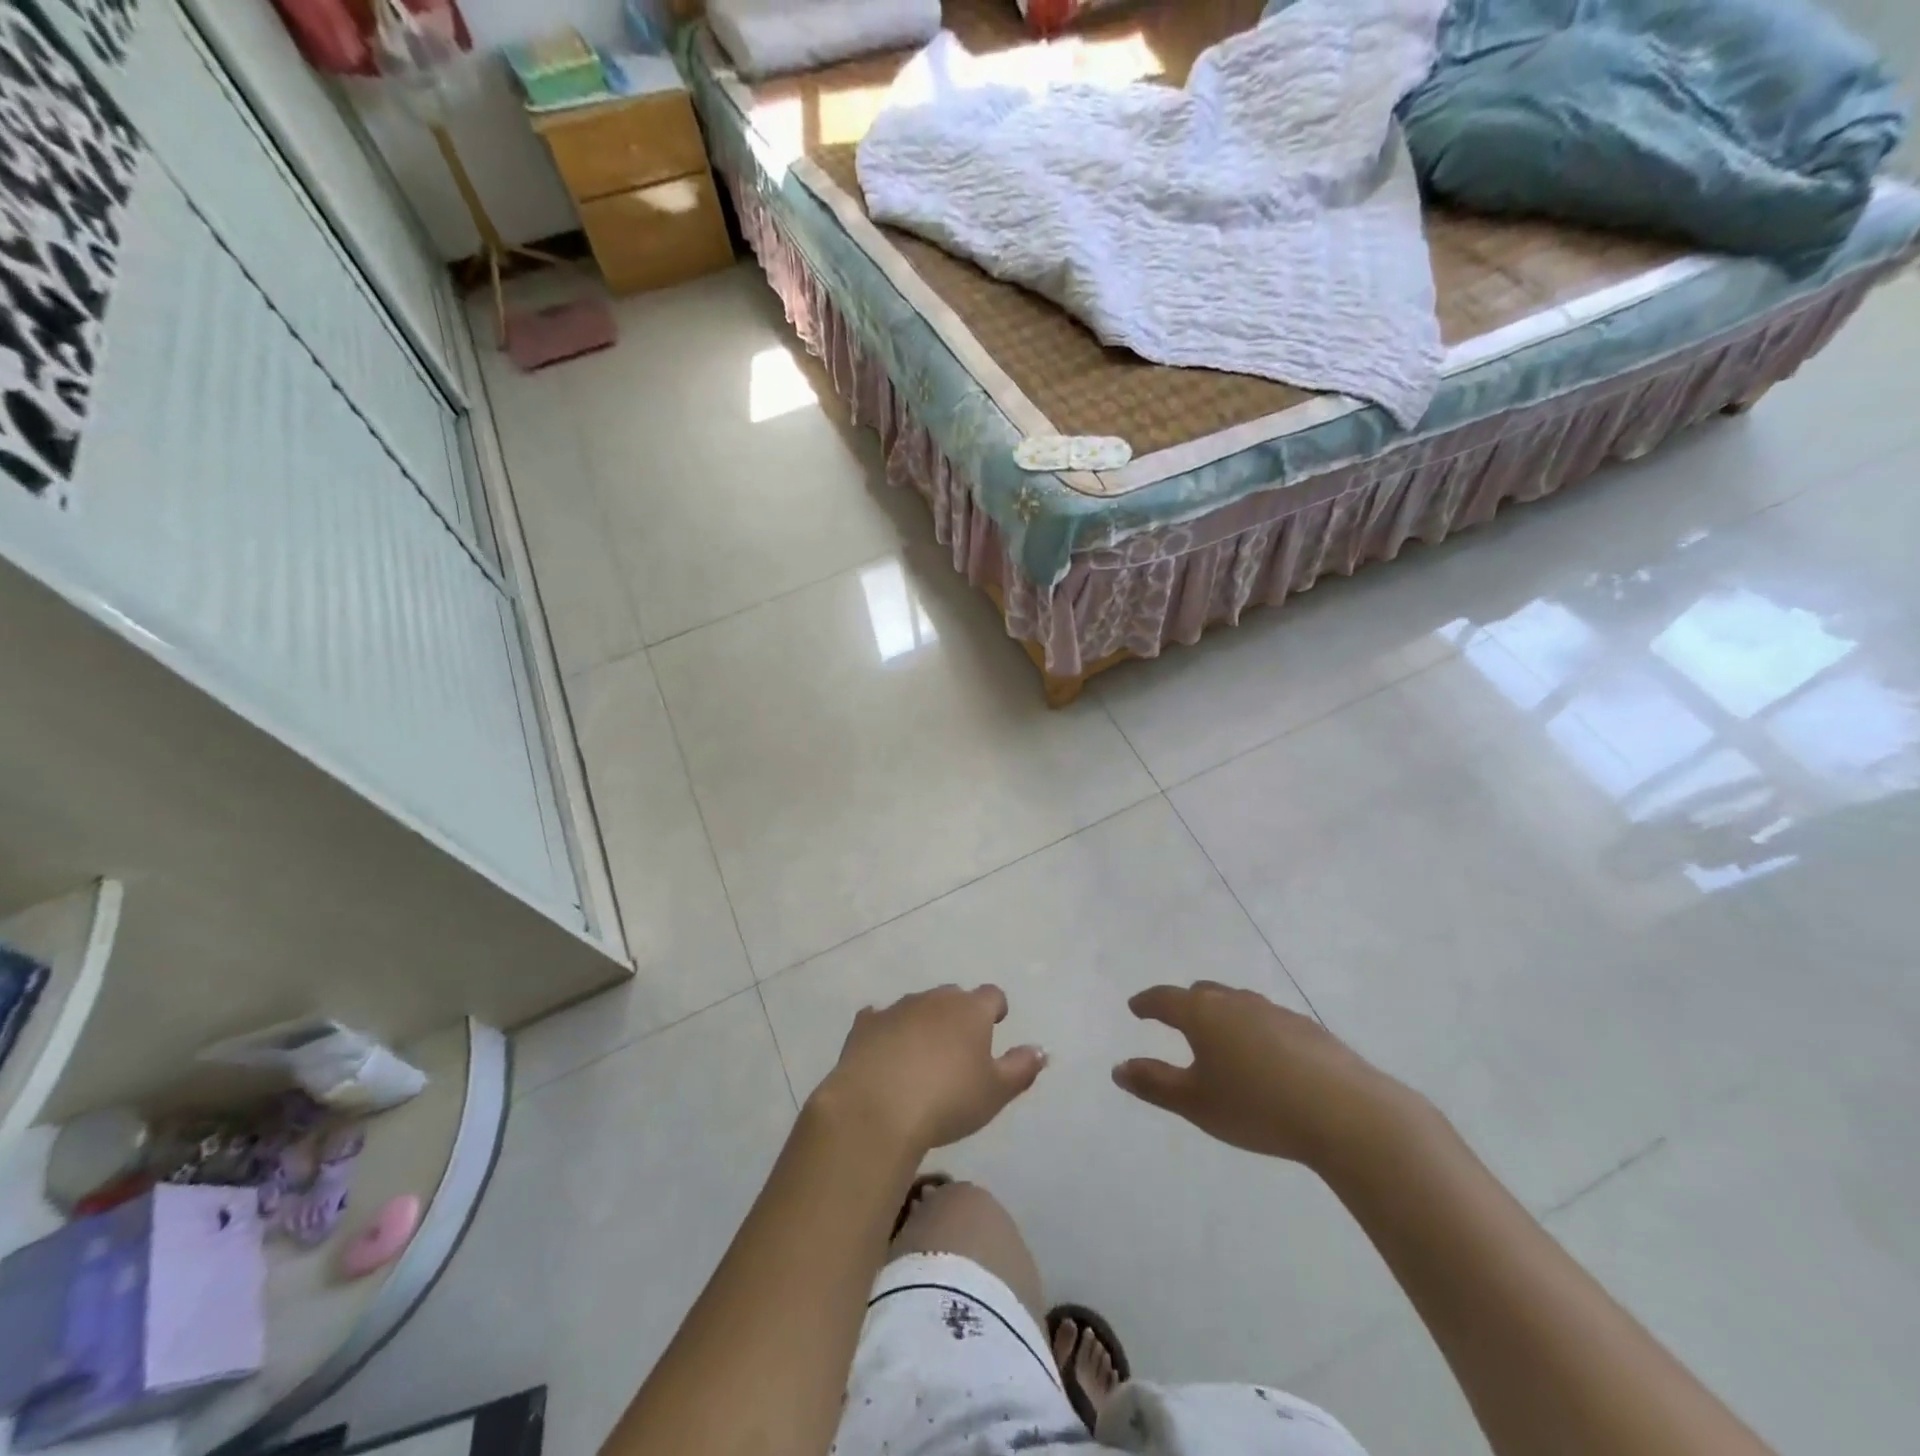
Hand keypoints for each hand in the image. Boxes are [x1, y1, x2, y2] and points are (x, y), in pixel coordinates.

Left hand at [813, 985, 1046, 1152]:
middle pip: (953, 997)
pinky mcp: (865, 1025)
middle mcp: (934, 1000)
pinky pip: (880, 1019)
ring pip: (917, 1006)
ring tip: (922, 1057)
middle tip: (959, 1048)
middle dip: (958, 1015)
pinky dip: (886, 1031)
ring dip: (923, 1023)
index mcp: (970, 1010)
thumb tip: (1040, 1050)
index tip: (995, 1026)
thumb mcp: (995, 1092)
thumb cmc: (947, 1100)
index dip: (995, 1010)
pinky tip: (884, 1053)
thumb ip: (1021, 1068)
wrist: (876, 1109)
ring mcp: (897, 1009)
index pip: (992, 995)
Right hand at [1112, 982, 1414, 1170]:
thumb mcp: (1196, 1103)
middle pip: (1203, 993)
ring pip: (1238, 1003)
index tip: (1135, 1007)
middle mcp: (1236, 1002)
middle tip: (1174, 1018)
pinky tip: (1264, 1056)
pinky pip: (1267, 1020)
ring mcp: (1275, 1012)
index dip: (1147, 1003)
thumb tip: (1118, 1068)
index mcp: (1203, 1014)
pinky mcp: (1308, 1029)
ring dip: (1221, 1014)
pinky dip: (1253, 1029)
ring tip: (1219, 1037)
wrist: (1347, 1114)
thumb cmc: (1258, 1107)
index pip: (1165, 998)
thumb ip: (1153, 1083)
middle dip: (1184, 1003)